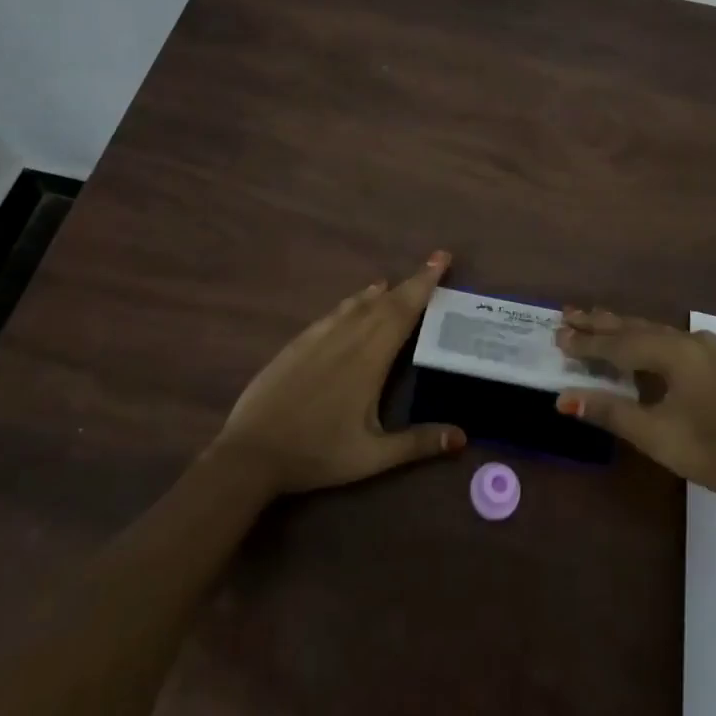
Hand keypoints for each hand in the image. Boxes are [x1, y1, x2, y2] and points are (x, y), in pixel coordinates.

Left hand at [212, 252, 465, 496]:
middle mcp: (348, 337)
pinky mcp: (299, 343)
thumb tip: (463, 437)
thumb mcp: (372, 457)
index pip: (404, 311)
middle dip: (413, 280)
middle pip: (387, 301)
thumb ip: (417, 443)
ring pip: (359, 304)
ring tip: (398, 283)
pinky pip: (334, 312)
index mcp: (371, 359)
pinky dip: (353, 301)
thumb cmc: (317, 453)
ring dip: (383, 291)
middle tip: (435, 262)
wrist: (253, 451)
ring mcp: (320, 337)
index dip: (425, 283)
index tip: (442, 258)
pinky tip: (355, 302)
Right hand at [554, 307, 715, 508]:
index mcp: (675, 352)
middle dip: (603, 323)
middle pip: (639, 328)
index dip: (587, 342)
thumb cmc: (712, 453)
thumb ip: (609, 412)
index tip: (557, 335)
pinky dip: (656, 342)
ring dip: (629, 330)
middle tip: (570, 314)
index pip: (620, 343)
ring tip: (601, 323)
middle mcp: (694, 340)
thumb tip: (563, 398)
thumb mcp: (655, 435)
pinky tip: (653, 347)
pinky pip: (683, 344)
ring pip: (662, 333)